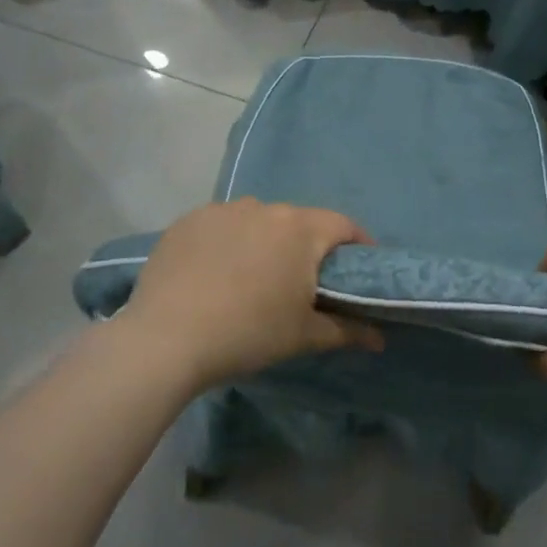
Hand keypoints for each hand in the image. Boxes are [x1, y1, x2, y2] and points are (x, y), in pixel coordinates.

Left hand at [120, 198, 383, 391]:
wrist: (166, 339)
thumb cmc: (248, 333)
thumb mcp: (303, 335)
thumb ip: (347, 330)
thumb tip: (380, 339)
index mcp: (300, 229)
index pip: (343, 225)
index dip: (357, 244)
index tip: (359, 267)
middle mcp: (265, 207)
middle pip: (299, 221)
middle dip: (307, 246)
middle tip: (303, 282)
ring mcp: (223, 210)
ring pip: (258, 221)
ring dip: (265, 241)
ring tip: (254, 277)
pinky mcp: (188, 220)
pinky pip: (221, 225)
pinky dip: (228, 242)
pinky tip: (215, 273)